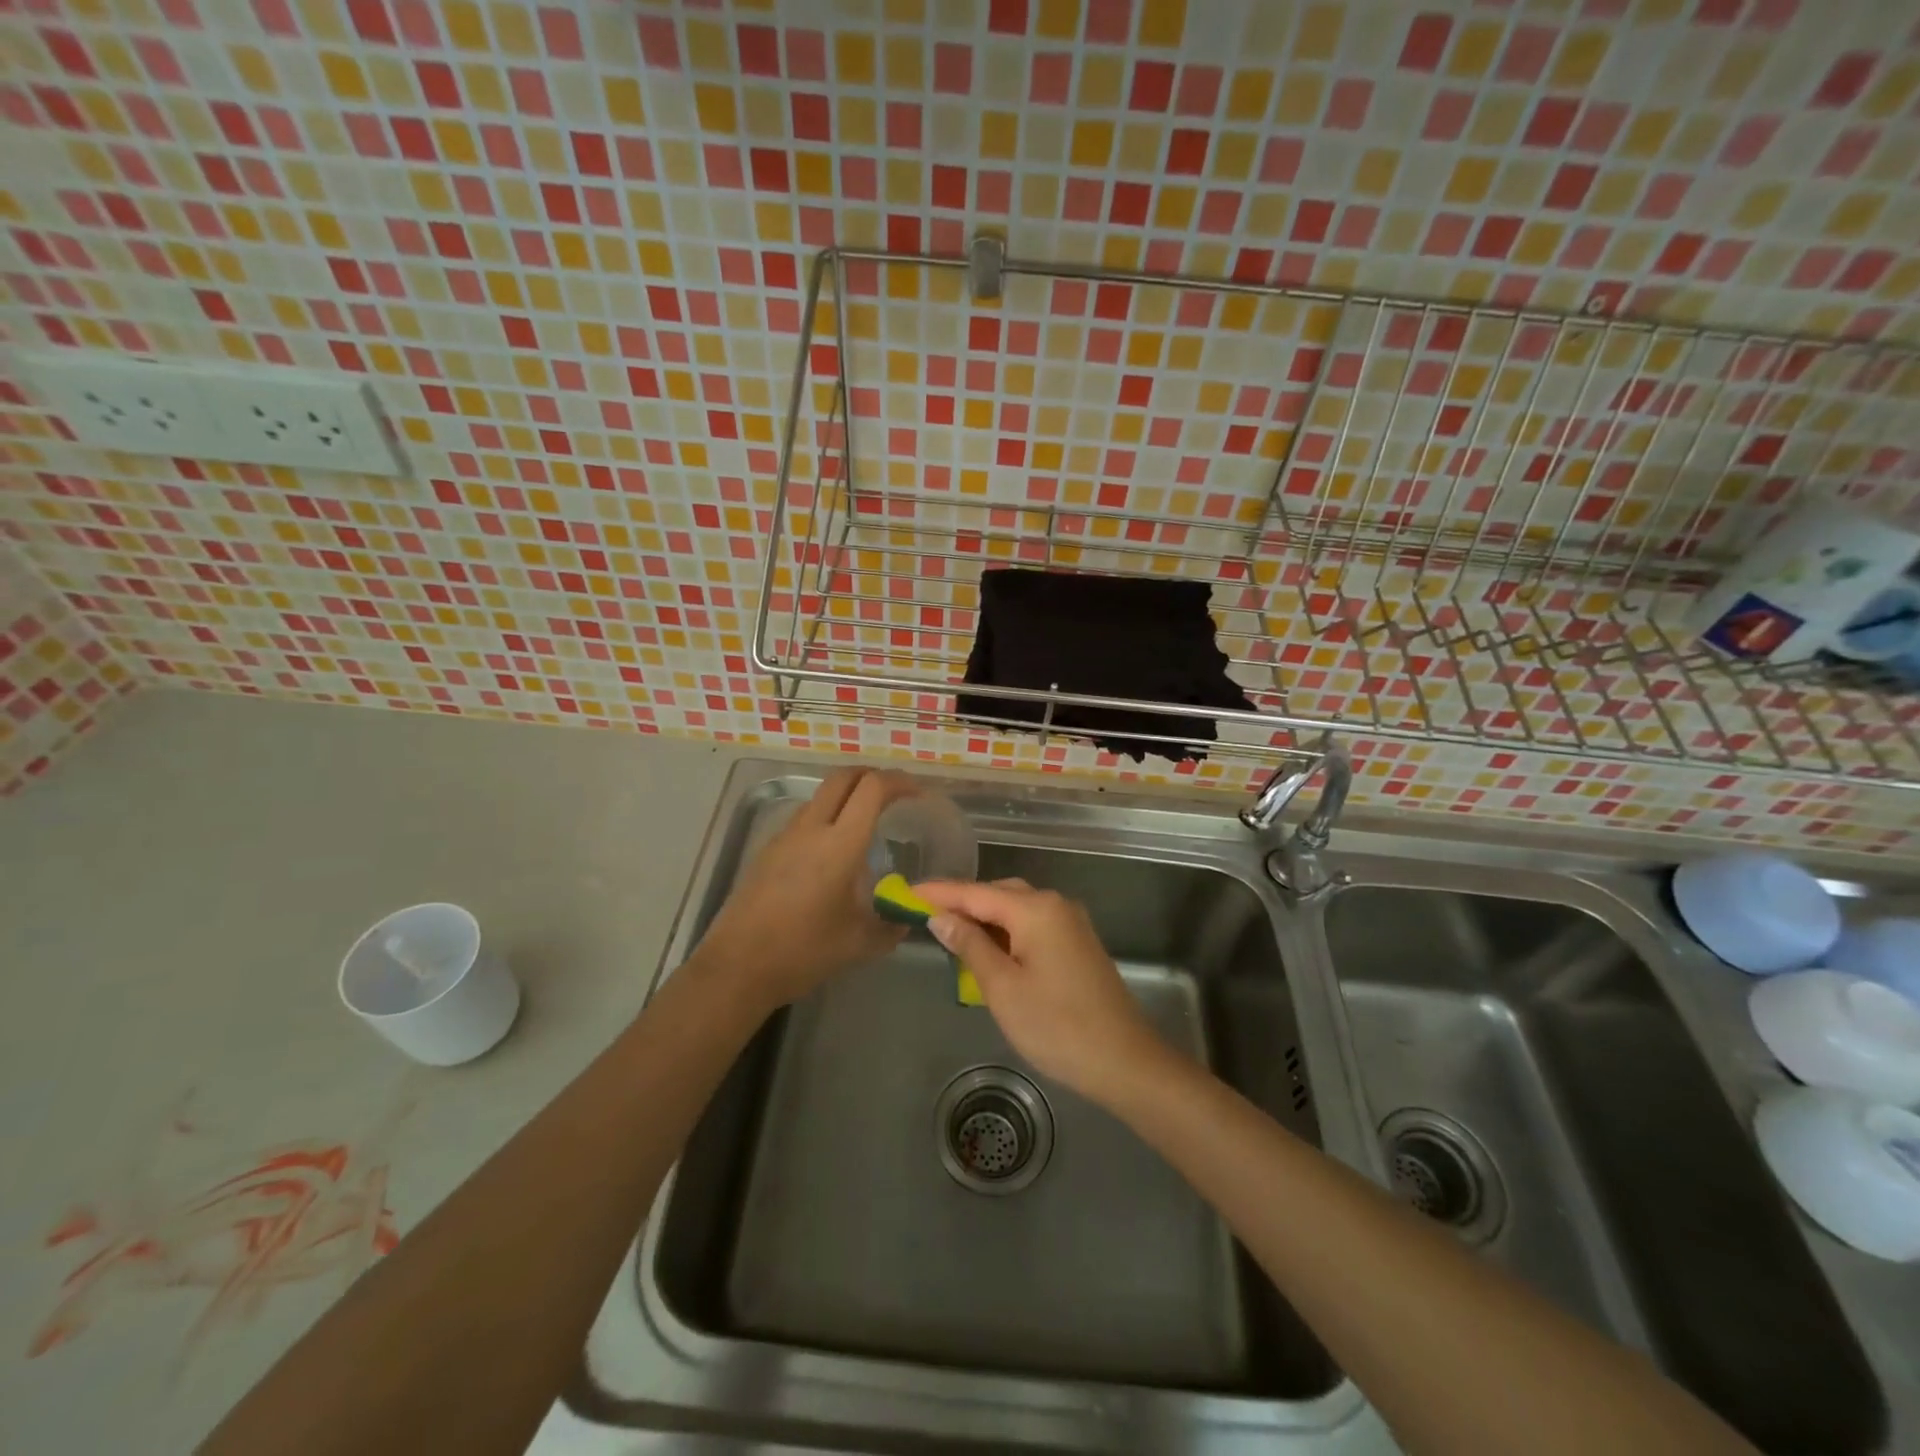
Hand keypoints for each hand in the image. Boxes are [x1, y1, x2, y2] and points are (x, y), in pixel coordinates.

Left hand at [694, 768, 912, 1011]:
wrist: (736, 967)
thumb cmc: (803, 952)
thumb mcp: (859, 943)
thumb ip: (891, 925)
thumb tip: (908, 915)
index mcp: (840, 844)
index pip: (872, 789)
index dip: (899, 782)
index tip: (918, 793)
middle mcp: (811, 829)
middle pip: (842, 777)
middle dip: (872, 776)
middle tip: (894, 794)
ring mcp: (785, 837)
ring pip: (820, 796)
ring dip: (847, 796)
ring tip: (866, 821)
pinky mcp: (768, 851)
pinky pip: (803, 819)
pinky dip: (826, 818)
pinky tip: (833, 852)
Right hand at [911, 878, 1172, 1104]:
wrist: (1124, 1060)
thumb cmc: (1057, 1026)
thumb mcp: (1002, 988)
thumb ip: (970, 946)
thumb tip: (940, 917)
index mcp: (1035, 909)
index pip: (975, 892)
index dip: (939, 892)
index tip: (905, 891)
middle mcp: (1055, 905)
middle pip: (998, 894)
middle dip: (961, 903)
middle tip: (923, 915)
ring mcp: (1070, 923)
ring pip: (1016, 909)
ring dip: (984, 918)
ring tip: (949, 932)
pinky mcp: (1077, 943)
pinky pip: (1032, 925)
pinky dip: (1006, 931)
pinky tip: (988, 949)